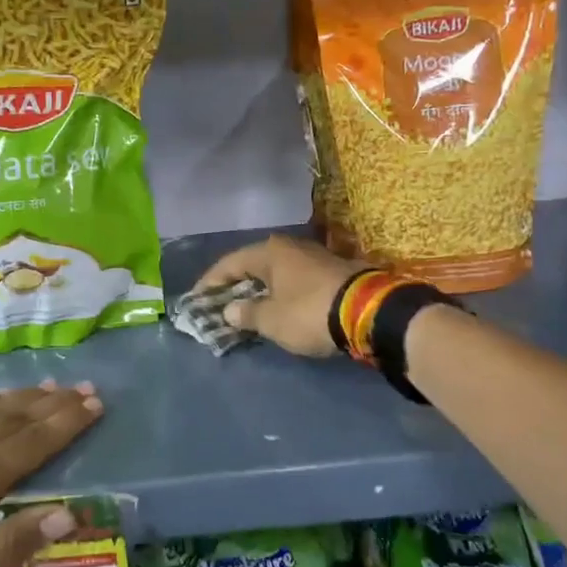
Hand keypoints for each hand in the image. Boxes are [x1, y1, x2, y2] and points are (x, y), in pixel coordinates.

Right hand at [189, 235, 363, 357]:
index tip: (196, 299)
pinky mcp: (334, 271)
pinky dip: (282, 293)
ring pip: (277, 272)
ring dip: (261, 290)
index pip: (229, 264)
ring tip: (248, 308)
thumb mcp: (272, 320)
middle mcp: (290, 247)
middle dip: (236, 285)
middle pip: (254, 265)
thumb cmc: (310, 312)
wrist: (370, 312)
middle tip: (220, 304)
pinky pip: (295, 281)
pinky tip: (279, 307)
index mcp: (269, 252)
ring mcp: (315, 257)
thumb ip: (247, 314)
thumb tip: (229, 310)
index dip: (210, 282)